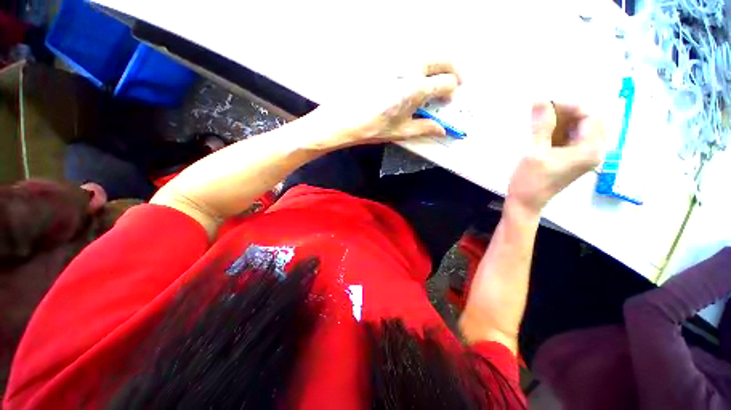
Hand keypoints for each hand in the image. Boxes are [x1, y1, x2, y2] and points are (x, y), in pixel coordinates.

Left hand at [308, 61, 461, 149]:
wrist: (345, 119)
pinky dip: (417, 65)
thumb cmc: (373, 128)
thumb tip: (442, 130)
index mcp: (416, 88)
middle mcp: (410, 68)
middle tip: (453, 81)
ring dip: (436, 65)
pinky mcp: (385, 62)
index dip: (452, 90)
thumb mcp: (402, 131)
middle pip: (442, 59)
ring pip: (426, 55)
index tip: (449, 98)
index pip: (447, 81)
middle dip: (452, 69)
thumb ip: (425, 128)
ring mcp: (396, 62)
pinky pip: (408, 57)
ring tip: (434, 79)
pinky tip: (411, 78)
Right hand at [507, 102, 605, 213]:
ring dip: (562, 120)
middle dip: (566, 112)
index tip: (546, 104)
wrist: (525, 203)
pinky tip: (543, 130)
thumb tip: (541, 100)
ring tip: (540, 119)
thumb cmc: (530, 181)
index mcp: (590, 150)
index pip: (590, 115)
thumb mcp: (534, 153)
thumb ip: (541, 126)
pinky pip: (571, 136)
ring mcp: (583, 155)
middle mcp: (593, 151)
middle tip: (543, 111)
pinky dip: (559, 129)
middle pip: (588, 120)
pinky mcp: (572, 158)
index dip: (570, 106)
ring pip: (579, 127)